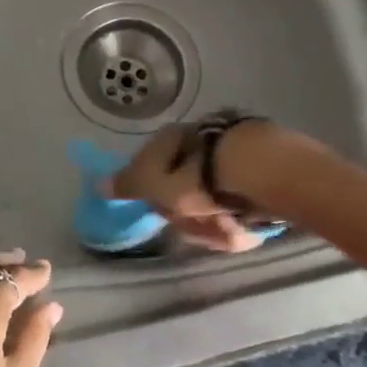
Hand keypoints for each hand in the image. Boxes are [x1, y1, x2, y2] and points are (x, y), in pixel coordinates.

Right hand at [112, 121, 279, 252]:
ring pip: (214, 199)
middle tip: (198, 228)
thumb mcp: (155, 184)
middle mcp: (200, 136)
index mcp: (172, 136)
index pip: (151, 167)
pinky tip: (248, 225)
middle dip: (190, 213)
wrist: (265, 170)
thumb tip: (100, 183)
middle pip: (185, 186)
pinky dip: (241, 218)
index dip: (154, 194)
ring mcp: (233, 150)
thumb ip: (130, 185)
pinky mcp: (262, 167)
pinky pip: (241, 203)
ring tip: (227, 230)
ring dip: (216, 220)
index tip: (164, 213)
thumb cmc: (200, 178)